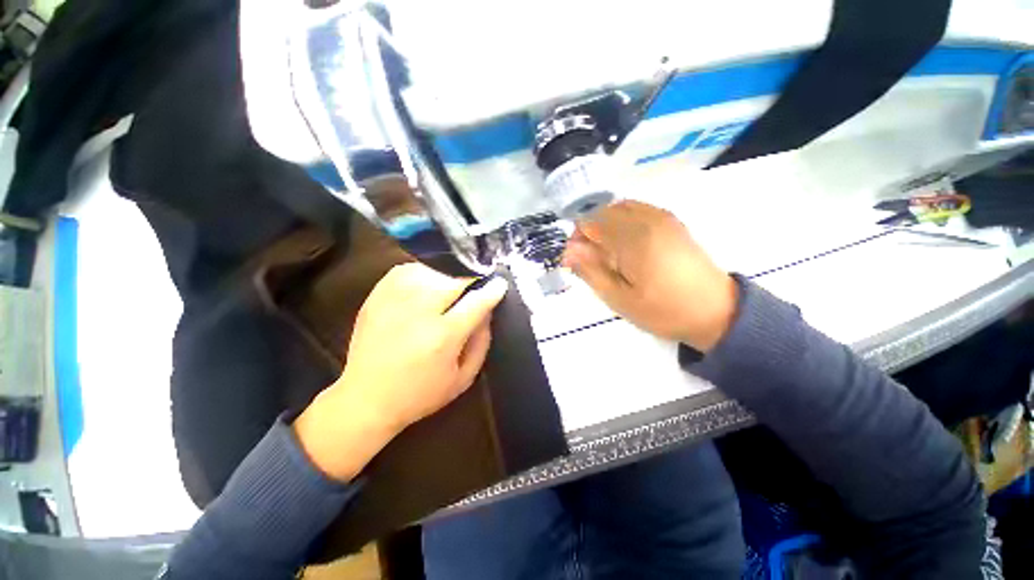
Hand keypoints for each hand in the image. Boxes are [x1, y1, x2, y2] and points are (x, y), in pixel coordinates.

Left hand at [294, 263, 507, 480]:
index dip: (492, 290)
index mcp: (443, 337)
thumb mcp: (463, 378)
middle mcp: (419, 313)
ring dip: (445, 279)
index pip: (476, 302)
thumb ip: (482, 342)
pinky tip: (423, 287)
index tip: (499, 284)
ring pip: (431, 271)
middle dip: (469, 284)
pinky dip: (421, 274)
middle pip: (454, 281)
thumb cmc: (421, 394)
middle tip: (470, 295)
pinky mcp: (376, 298)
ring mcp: (394, 302)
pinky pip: (406, 270)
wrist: (366, 400)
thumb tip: (487, 312)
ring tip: (445, 293)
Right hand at [562, 200, 737, 351]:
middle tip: (590, 260)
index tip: (576, 262)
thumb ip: (591, 271)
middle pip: (603, 211)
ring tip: (608, 254)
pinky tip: (626, 245)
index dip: (576, 239)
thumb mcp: (619, 299)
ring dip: (605, 226)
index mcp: (633, 239)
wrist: (716, 311)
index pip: (590, 222)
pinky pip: (637, 210)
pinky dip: (622, 222)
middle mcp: (647, 219)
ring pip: (618, 208)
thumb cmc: (663, 311)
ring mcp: (662, 217)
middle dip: (589, 232)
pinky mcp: (671, 221)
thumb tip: (568, 251)